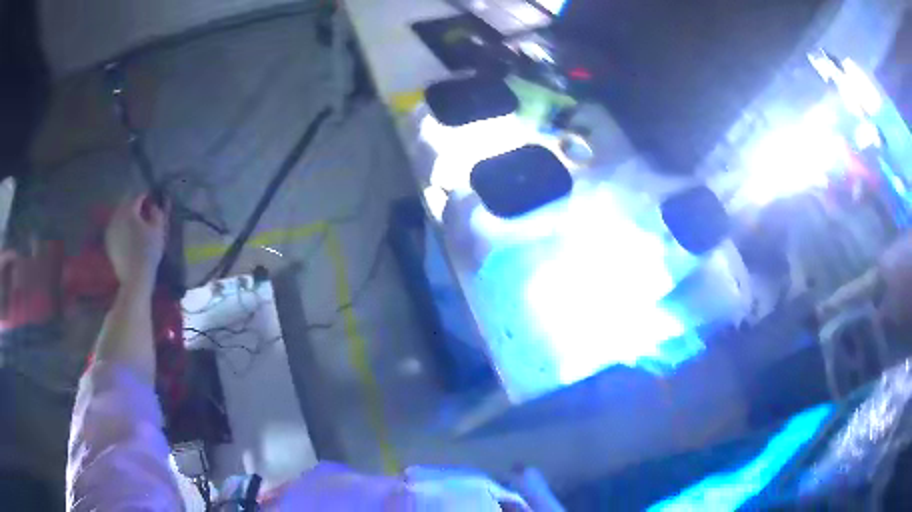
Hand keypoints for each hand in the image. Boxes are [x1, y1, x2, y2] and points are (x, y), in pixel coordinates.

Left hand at [105, 194, 166, 292]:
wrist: (135, 277)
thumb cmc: (148, 251)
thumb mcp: (158, 230)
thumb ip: (157, 213)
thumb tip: (154, 206)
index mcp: (129, 209)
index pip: (138, 196)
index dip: (147, 197)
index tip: (153, 200)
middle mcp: (117, 216)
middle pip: (126, 204)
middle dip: (135, 206)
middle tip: (144, 211)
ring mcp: (111, 230)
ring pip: (119, 217)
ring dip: (127, 217)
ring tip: (136, 224)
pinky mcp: (109, 243)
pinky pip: (116, 229)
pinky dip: (122, 229)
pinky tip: (129, 236)